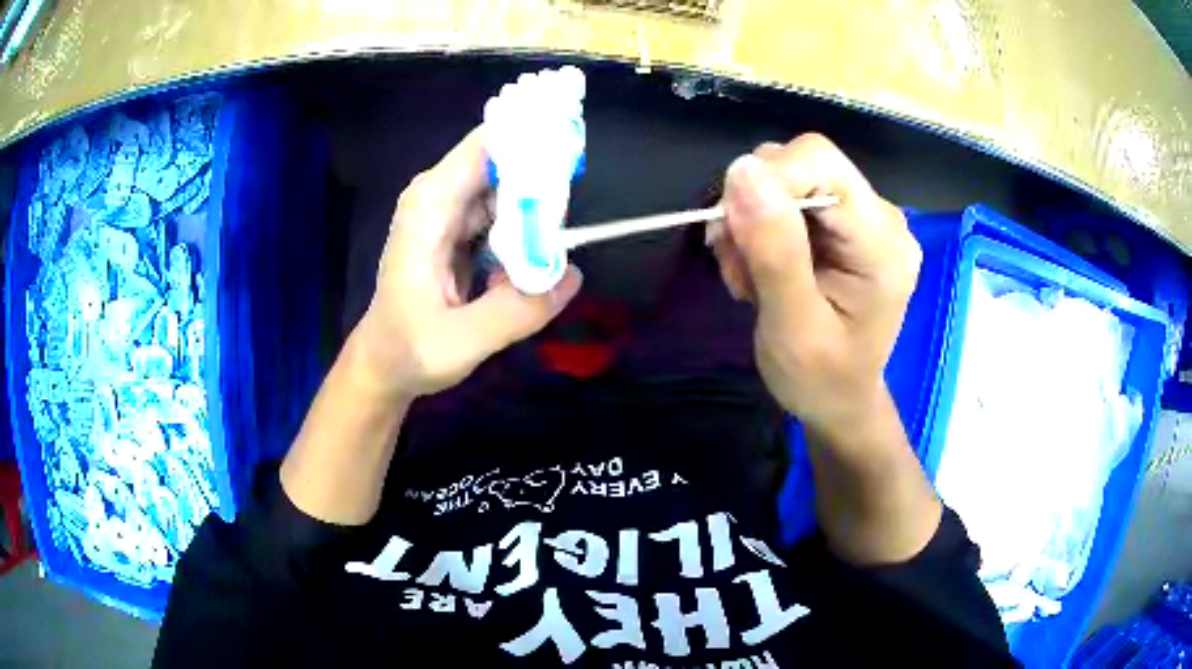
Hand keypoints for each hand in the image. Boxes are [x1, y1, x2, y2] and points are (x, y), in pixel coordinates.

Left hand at [351, 128, 582, 398]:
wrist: (383, 365)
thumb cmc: (409, 350)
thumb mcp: (461, 341)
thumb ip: (517, 310)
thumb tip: (573, 275)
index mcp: (430, 206)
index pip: (488, 146)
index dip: (533, 143)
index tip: (572, 164)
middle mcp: (439, 197)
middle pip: (505, 164)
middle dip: (543, 186)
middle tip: (565, 229)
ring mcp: (451, 212)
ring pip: (510, 188)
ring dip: (538, 213)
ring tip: (553, 251)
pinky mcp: (462, 230)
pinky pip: (506, 213)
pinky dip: (527, 230)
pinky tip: (534, 261)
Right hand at [710, 134, 920, 436]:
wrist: (839, 402)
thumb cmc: (820, 380)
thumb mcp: (792, 328)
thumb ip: (775, 252)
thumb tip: (742, 170)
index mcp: (883, 244)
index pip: (820, 162)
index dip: (766, 180)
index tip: (730, 231)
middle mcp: (882, 217)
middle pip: (802, 164)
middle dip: (753, 206)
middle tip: (736, 265)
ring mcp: (864, 217)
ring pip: (788, 177)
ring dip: (751, 220)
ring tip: (748, 275)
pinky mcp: (845, 223)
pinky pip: (789, 196)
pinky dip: (759, 226)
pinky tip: (759, 268)